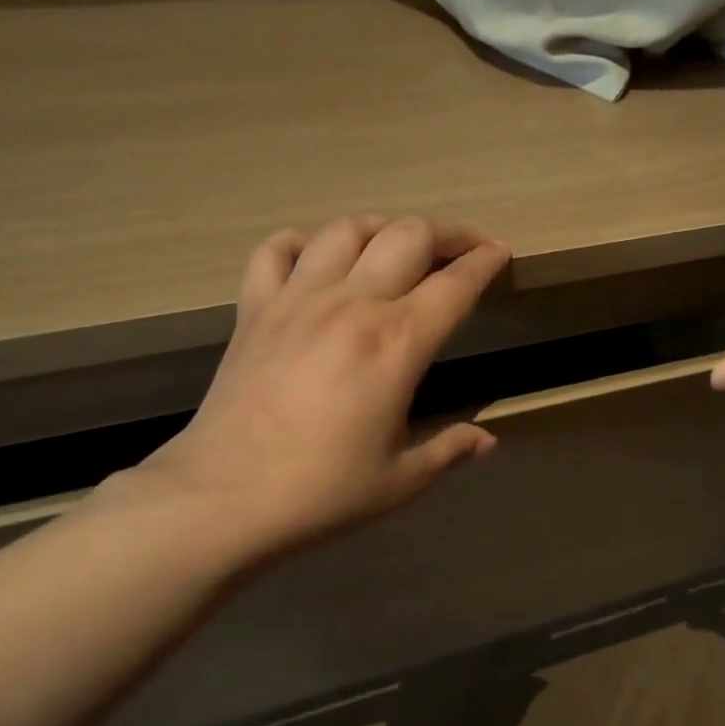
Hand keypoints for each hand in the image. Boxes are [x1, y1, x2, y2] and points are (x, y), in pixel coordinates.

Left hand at [132, 215, 509, 567]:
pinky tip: (317, 257)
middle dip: (447, 234)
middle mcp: (352, 304)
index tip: (500, 254)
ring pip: (346, 229)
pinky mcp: (254, 309)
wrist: (223, 498)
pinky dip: (303, 242)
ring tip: (398, 245)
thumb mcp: (401, 480)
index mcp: (398, 343)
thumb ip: (450, 450)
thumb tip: (487, 440)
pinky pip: (276, 250)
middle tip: (464, 248)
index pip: (455, 284)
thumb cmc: (322, 492)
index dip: (485, 262)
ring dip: (382, 228)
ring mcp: (297, 299)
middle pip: (407, 235)